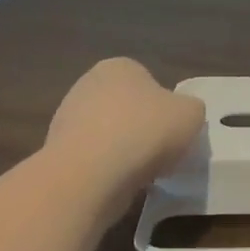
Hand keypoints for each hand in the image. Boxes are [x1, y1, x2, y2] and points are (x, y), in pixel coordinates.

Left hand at [45, 58, 204, 187]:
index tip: (173, 131)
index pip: (148, 82)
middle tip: (162, 152)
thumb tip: (180, 117)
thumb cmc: (145, 131)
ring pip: (109, 135)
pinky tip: (119, 184)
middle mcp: (88, 85)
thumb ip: (190, 109)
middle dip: (142, 129)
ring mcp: (67, 119)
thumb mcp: (192, 114)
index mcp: (119, 66)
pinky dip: (106, 171)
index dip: (165, 107)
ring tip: (142, 173)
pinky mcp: (57, 153)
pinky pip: (93, 160)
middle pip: (127, 108)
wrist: (90, 175)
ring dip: (124, 151)